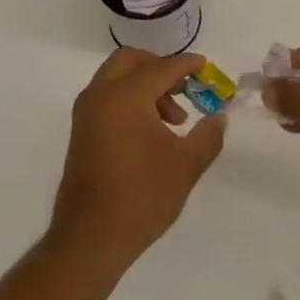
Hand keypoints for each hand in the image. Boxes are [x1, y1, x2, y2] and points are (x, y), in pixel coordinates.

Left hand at [52, 49, 227, 266]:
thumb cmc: (142, 197)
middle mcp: (100, 96)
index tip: (205, 66)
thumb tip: (218, 117)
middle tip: (185, 88)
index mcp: (125, 97)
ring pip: (116, 78)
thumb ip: (208, 135)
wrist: (90, 239)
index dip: (187, 65)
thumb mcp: (186, 165)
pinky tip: (152, 132)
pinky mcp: (81, 132)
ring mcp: (86, 114)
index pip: (161, 68)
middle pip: (130, 61)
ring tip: (174, 120)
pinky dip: (129, 99)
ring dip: (145, 86)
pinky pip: (107, 97)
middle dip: (160, 68)